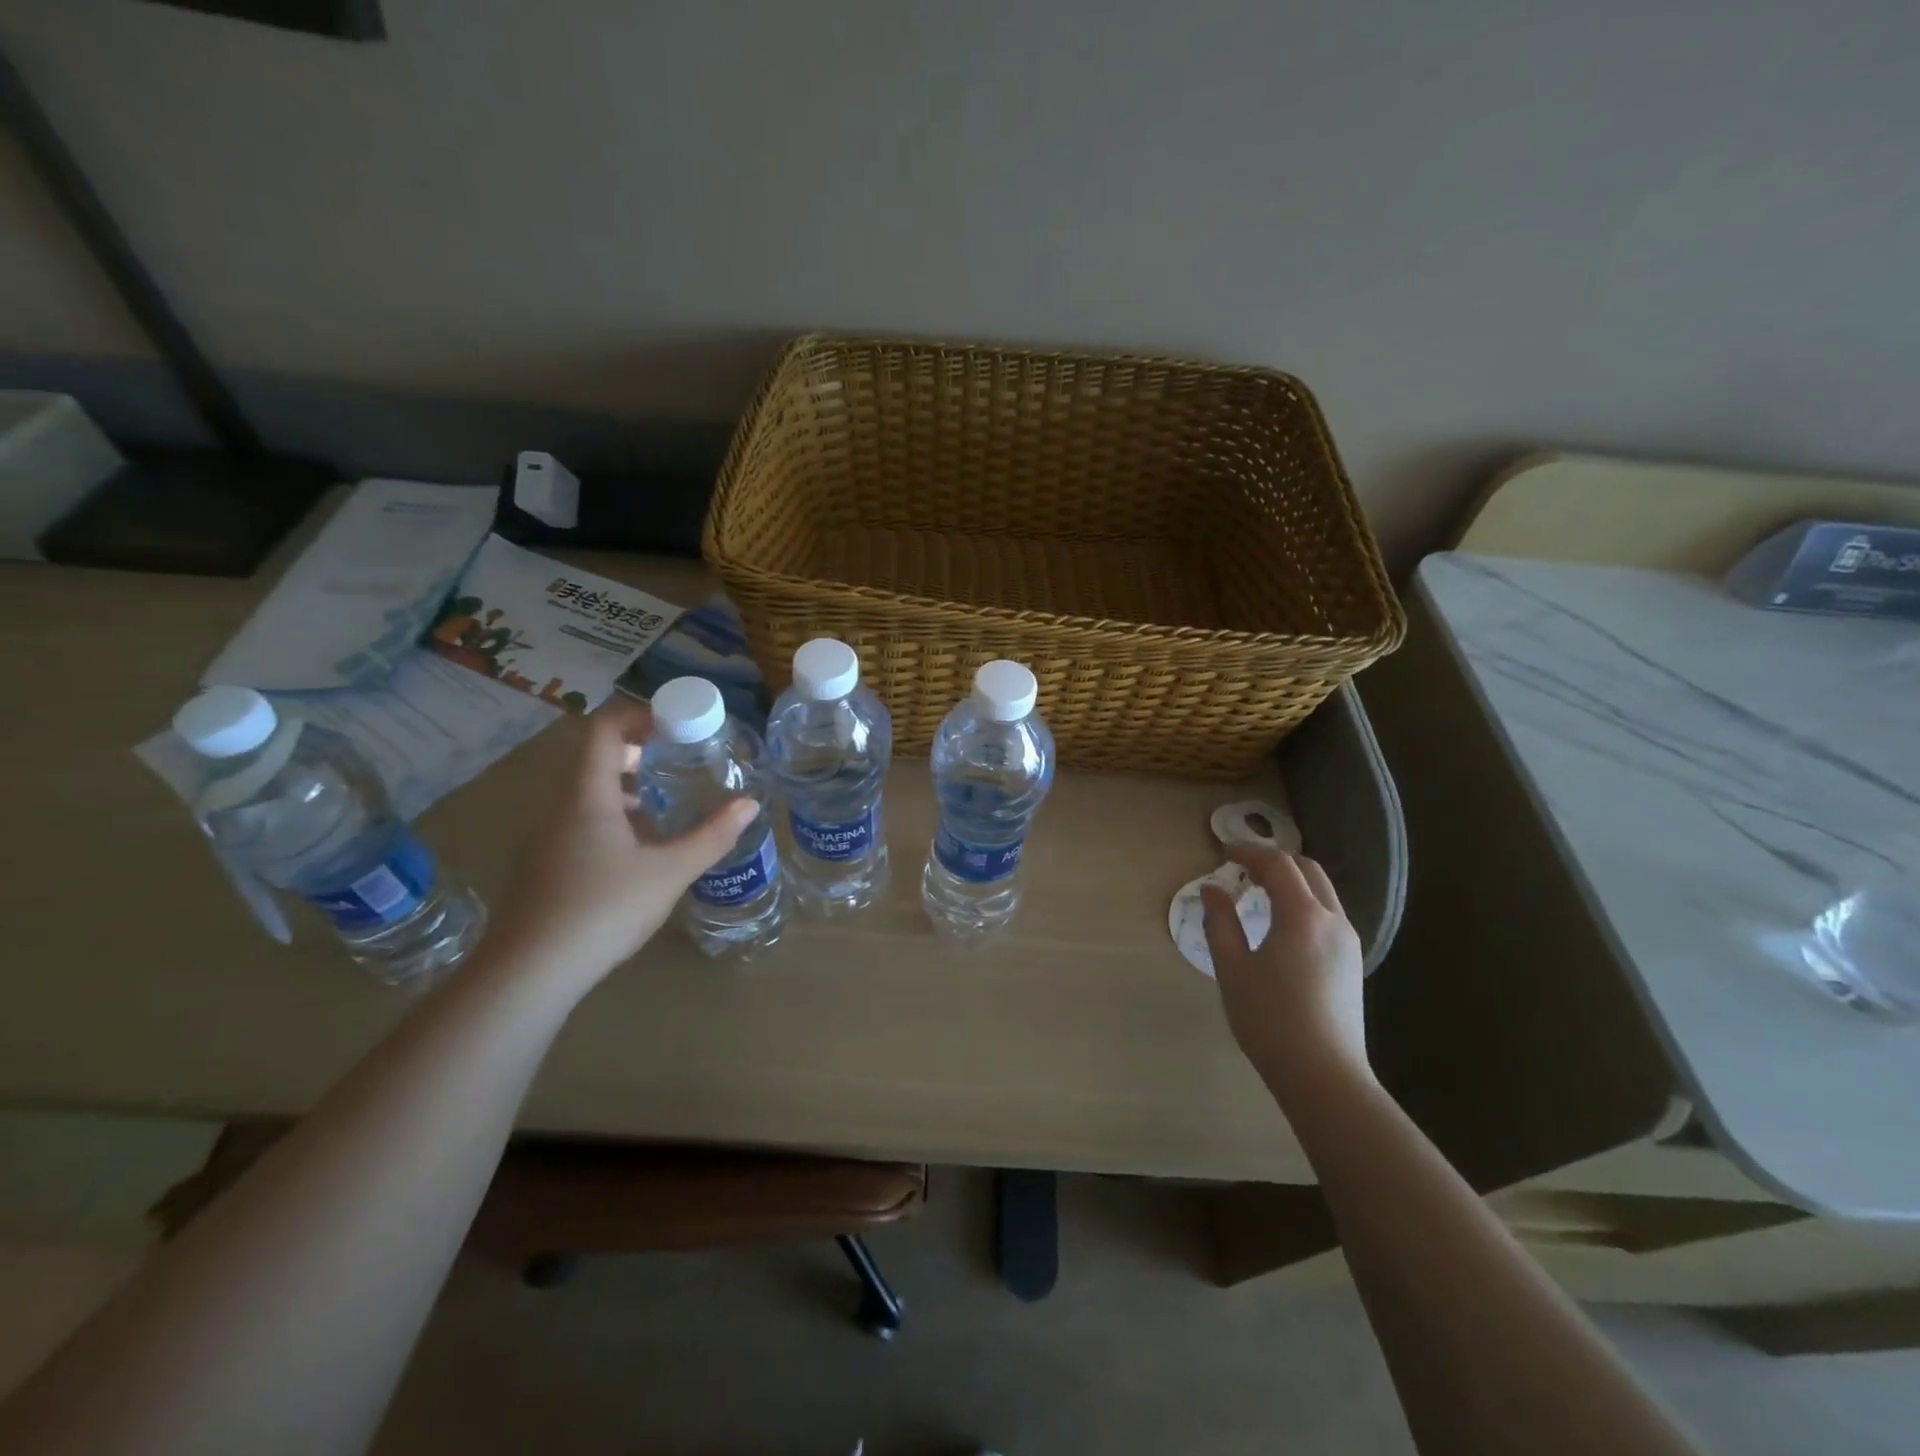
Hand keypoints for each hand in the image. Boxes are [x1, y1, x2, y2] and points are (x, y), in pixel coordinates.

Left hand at [485, 698, 754, 995]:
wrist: (530, 973)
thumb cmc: (603, 909)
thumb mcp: (670, 872)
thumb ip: (712, 836)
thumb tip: (750, 805)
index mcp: (588, 795)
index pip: (604, 729)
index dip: (640, 715)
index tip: (678, 724)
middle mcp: (562, 808)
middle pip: (596, 758)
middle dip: (640, 752)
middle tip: (680, 761)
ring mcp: (549, 838)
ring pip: (589, 794)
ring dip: (627, 789)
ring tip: (667, 805)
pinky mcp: (546, 867)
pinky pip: (582, 823)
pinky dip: (614, 819)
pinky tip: (642, 853)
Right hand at [1200, 847, 1369, 1097]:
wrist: (1324, 1076)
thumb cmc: (1270, 1020)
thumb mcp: (1233, 969)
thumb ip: (1221, 923)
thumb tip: (1212, 891)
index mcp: (1302, 916)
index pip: (1278, 865)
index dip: (1249, 852)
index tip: (1223, 853)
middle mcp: (1332, 920)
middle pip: (1308, 870)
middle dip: (1274, 861)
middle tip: (1241, 869)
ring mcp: (1348, 942)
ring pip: (1322, 892)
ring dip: (1291, 882)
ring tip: (1258, 894)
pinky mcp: (1352, 962)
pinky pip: (1328, 915)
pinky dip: (1303, 903)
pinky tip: (1281, 925)